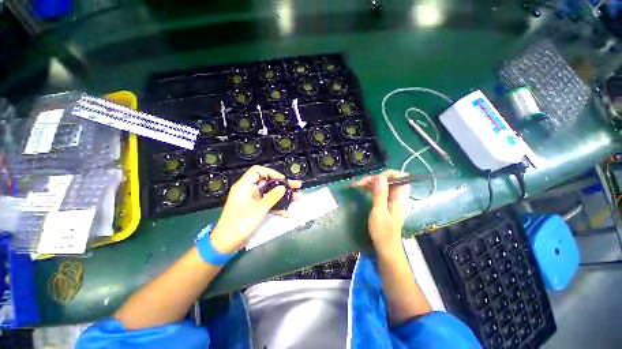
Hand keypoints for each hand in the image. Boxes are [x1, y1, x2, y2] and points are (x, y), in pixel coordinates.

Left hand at [210, 166, 301, 253]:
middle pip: (268, 182)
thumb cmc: (240, 224)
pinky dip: (277, 206)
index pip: (258, 171)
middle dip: (283, 185)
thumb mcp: (258, 210)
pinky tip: (287, 212)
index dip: (271, 173)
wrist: (226, 244)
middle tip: (297, 185)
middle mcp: (248, 190)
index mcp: (245, 186)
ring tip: (298, 196)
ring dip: (283, 196)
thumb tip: (283, 187)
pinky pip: (268, 204)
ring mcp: (252, 200)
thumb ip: (272, 197)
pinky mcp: (255, 209)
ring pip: (270, 193)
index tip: (283, 180)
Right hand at [352, 170, 409, 251]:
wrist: (385, 248)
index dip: (387, 174)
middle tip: (360, 183)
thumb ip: (380, 194)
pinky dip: (371, 189)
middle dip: (375, 178)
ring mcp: (392, 200)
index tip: (373, 179)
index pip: (400, 177)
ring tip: (357, 185)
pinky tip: (362, 190)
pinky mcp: (386, 204)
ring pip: (383, 185)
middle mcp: (398, 197)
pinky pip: (380, 192)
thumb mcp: (379, 211)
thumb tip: (380, 177)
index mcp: (400, 198)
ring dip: (371, 183)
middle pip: (389, 180)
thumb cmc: (383, 232)